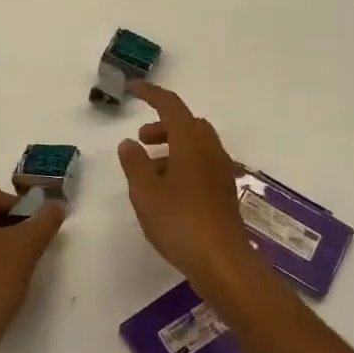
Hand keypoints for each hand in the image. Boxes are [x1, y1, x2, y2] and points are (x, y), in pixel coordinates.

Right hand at [117, 84, 253, 286]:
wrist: (222, 262)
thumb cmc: (180, 222)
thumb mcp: (145, 192)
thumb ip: (134, 163)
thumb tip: (129, 143)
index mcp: (191, 142)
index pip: (170, 105)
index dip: (150, 94)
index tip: (131, 91)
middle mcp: (210, 150)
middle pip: (186, 124)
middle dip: (162, 126)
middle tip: (140, 141)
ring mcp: (221, 172)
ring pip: (195, 145)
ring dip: (171, 148)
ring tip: (147, 171)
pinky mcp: (224, 192)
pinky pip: (201, 165)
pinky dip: (182, 165)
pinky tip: (167, 191)